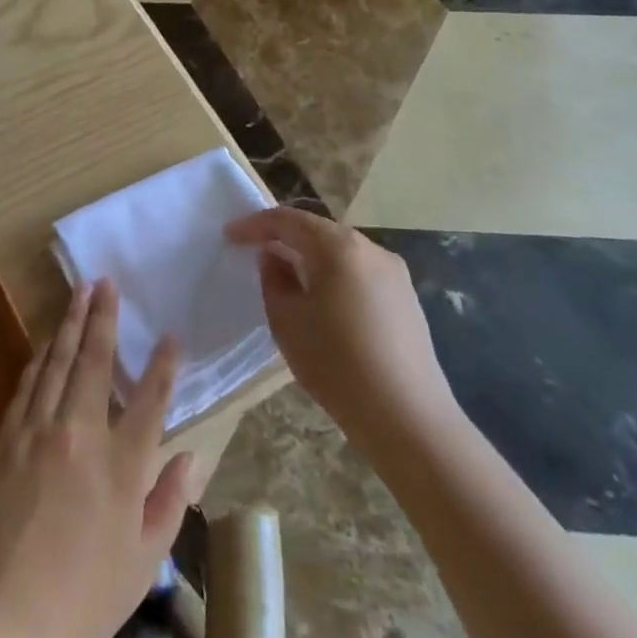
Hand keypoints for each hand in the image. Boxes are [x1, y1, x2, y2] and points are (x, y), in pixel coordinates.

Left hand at [0, 280, 193, 637]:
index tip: (171, 336)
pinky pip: (27, 387)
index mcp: (120, 465)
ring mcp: (37, 433)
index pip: (149, 400)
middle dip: (102, 317)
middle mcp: (78, 435)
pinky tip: (45, 345)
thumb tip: (191, 456)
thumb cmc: (85, 598)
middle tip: (106, 282)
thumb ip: (170, 501)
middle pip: (93, 362)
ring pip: (55, 364)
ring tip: (79, 294)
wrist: (6, 620)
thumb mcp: (144, 559)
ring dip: (69, 325)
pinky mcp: (6, 441)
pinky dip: (40, 361)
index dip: (164, 366)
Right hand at [224, 207, 457, 446]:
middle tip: (253, 249)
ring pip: (341, 251)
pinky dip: (333, 274)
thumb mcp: (286, 320)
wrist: (407, 418)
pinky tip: (321, 299)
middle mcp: (371, 249)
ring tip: (284, 273)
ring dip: (309, 255)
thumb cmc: (335, 363)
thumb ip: (273, 279)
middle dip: (284, 236)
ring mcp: (395, 274)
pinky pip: (360, 272)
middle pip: (318, 230)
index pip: (288, 220)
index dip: (255, 224)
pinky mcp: (407, 299)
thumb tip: (274, 257)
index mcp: (338, 247)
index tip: (229, 234)